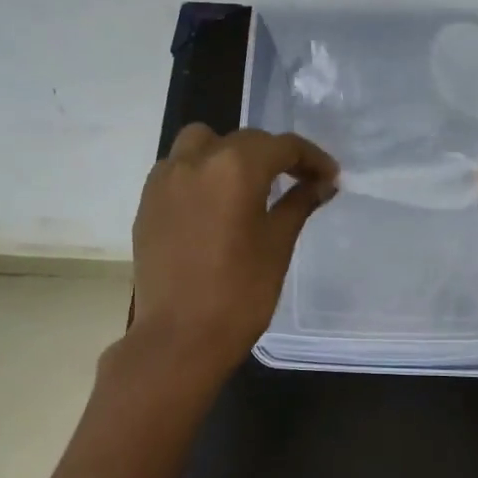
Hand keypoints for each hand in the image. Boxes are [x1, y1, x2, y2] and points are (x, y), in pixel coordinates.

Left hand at [128, 124, 338, 375]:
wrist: (179, 337)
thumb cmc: (239, 293)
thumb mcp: (278, 244)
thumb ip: (299, 203)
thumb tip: (323, 183)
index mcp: (235, 167)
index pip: (282, 146)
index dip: (311, 158)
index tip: (329, 176)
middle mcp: (196, 160)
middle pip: (244, 140)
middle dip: (275, 155)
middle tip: (299, 181)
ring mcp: (165, 179)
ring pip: (202, 143)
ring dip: (230, 153)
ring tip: (249, 184)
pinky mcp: (147, 201)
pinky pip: (178, 168)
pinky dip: (201, 172)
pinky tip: (215, 203)